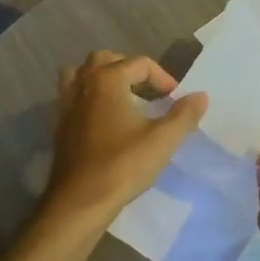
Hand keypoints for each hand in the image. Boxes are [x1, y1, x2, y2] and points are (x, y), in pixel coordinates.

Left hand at [43, 52, 206, 226]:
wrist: (80, 201)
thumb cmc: (123, 166)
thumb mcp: (162, 140)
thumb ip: (184, 115)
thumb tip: (200, 96)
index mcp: (107, 80)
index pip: (139, 63)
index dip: (162, 78)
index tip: (175, 100)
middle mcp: (82, 84)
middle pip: (105, 60)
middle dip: (129, 70)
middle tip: (148, 92)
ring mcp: (66, 105)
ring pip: (81, 74)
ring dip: (101, 78)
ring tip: (121, 98)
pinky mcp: (59, 125)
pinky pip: (72, 97)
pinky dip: (88, 98)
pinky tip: (103, 120)